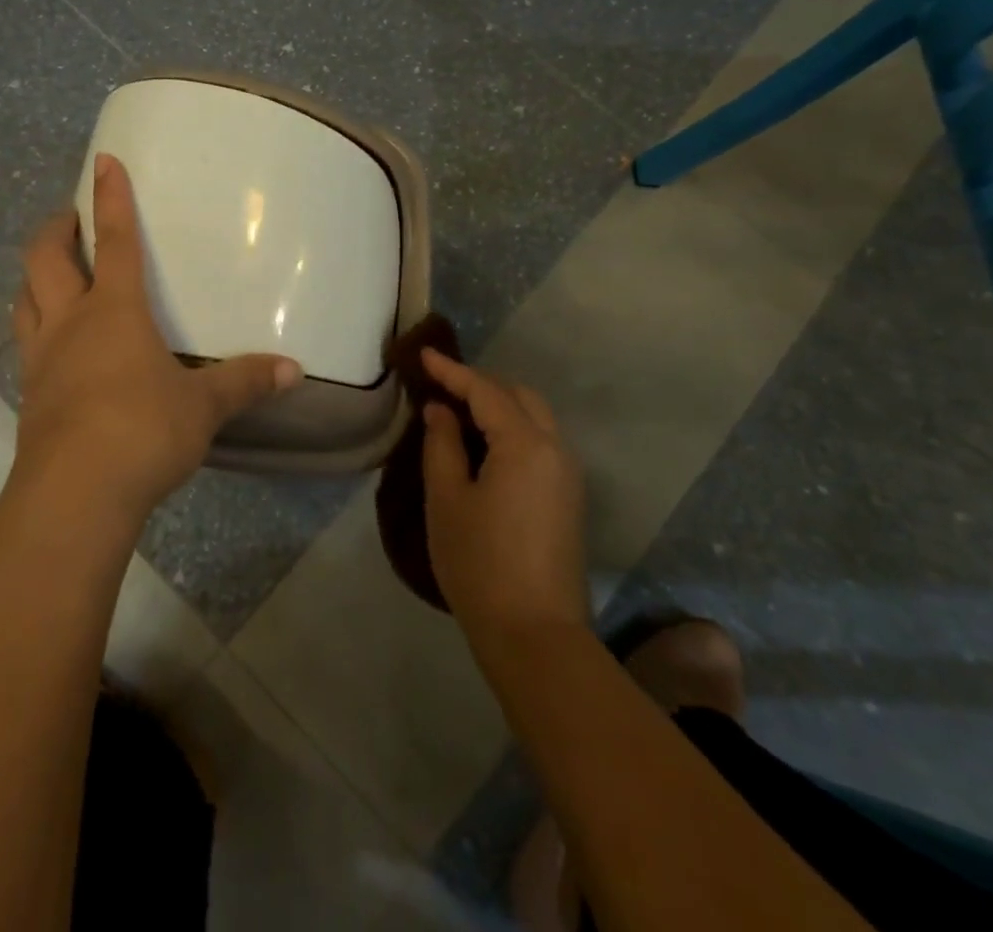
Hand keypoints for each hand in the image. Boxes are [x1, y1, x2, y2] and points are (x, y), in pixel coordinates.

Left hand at [9, 153, 302, 526]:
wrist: (75, 494)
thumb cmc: (143, 430)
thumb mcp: (203, 406)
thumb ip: (245, 382)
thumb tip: (294, 370)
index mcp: (114, 310)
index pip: (112, 240)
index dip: (109, 198)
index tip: (103, 162)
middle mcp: (70, 322)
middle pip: (45, 259)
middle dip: (55, 229)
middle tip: (68, 218)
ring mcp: (42, 358)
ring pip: (24, 298)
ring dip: (35, 275)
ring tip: (52, 271)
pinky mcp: (29, 394)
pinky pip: (26, 342)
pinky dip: (35, 324)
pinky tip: (55, 342)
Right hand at [420, 349, 588, 638]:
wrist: (536, 636)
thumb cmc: (480, 563)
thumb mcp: (447, 499)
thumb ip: (442, 444)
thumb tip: (441, 411)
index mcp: (525, 444)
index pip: (485, 391)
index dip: (452, 371)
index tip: (423, 355)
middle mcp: (556, 449)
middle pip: (519, 396)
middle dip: (480, 384)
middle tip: (441, 385)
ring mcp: (568, 475)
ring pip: (535, 417)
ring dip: (499, 405)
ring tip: (459, 410)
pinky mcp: (569, 498)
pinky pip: (541, 442)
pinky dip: (513, 428)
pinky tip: (485, 443)